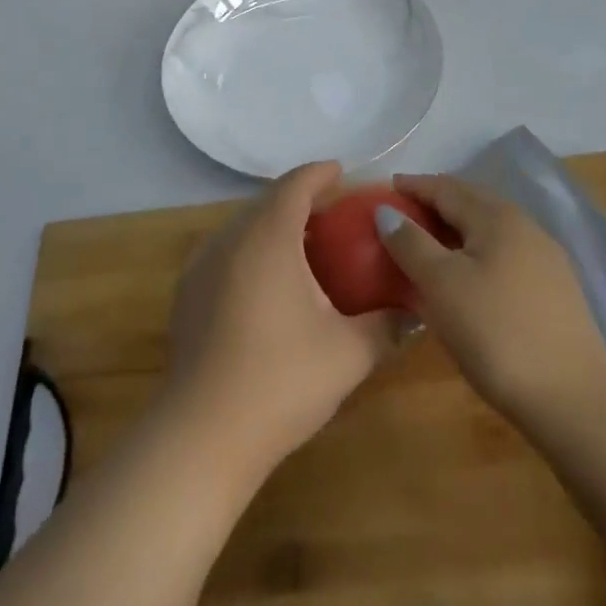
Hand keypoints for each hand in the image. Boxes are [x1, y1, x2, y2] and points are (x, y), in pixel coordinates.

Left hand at [164, 162, 397, 478]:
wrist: (204, 433)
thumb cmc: (283, 380)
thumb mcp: (349, 353)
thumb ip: (388, 325)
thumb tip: (417, 311)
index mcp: (268, 235)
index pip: (296, 184)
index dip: (321, 173)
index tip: (343, 173)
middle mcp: (230, 237)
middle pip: (268, 201)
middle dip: (301, 199)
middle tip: (335, 215)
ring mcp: (202, 263)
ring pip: (244, 226)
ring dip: (275, 225)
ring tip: (307, 248)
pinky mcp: (188, 291)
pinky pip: (227, 251)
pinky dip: (252, 250)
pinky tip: (270, 285)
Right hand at [376, 174, 605, 426]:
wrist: (575, 400)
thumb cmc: (497, 333)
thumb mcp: (441, 285)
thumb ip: (410, 243)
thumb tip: (386, 210)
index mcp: (496, 217)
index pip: (446, 188)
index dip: (414, 186)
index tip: (386, 188)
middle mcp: (524, 227)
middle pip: (471, 203)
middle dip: (436, 204)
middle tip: (402, 215)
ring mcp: (544, 259)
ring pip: (489, 231)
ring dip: (456, 231)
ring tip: (428, 245)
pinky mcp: (554, 292)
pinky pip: (502, 255)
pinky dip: (475, 254)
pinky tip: (465, 279)